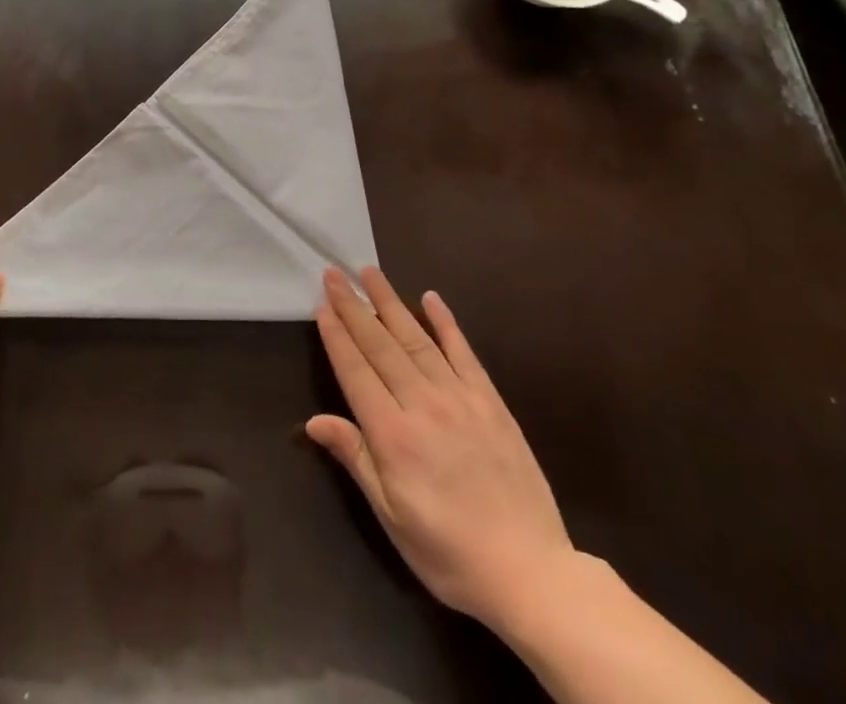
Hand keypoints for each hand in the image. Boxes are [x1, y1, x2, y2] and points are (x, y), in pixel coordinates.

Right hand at [307, 267, 576, 632]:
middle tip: (334, 274)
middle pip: (380, 345)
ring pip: (416, 339)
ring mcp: (459, 398)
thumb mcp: (392, 517)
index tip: (322, 304)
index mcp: (393, 435)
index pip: (355, 371)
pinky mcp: (490, 402)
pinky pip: (463, 352)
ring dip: (390, 303)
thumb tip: (314, 421)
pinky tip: (430, 298)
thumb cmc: (449, 552)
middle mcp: (422, 404)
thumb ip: (355, 459)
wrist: (531, 573)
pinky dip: (445, 322)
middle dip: (354, 307)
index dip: (336, 336)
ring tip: (370, 272)